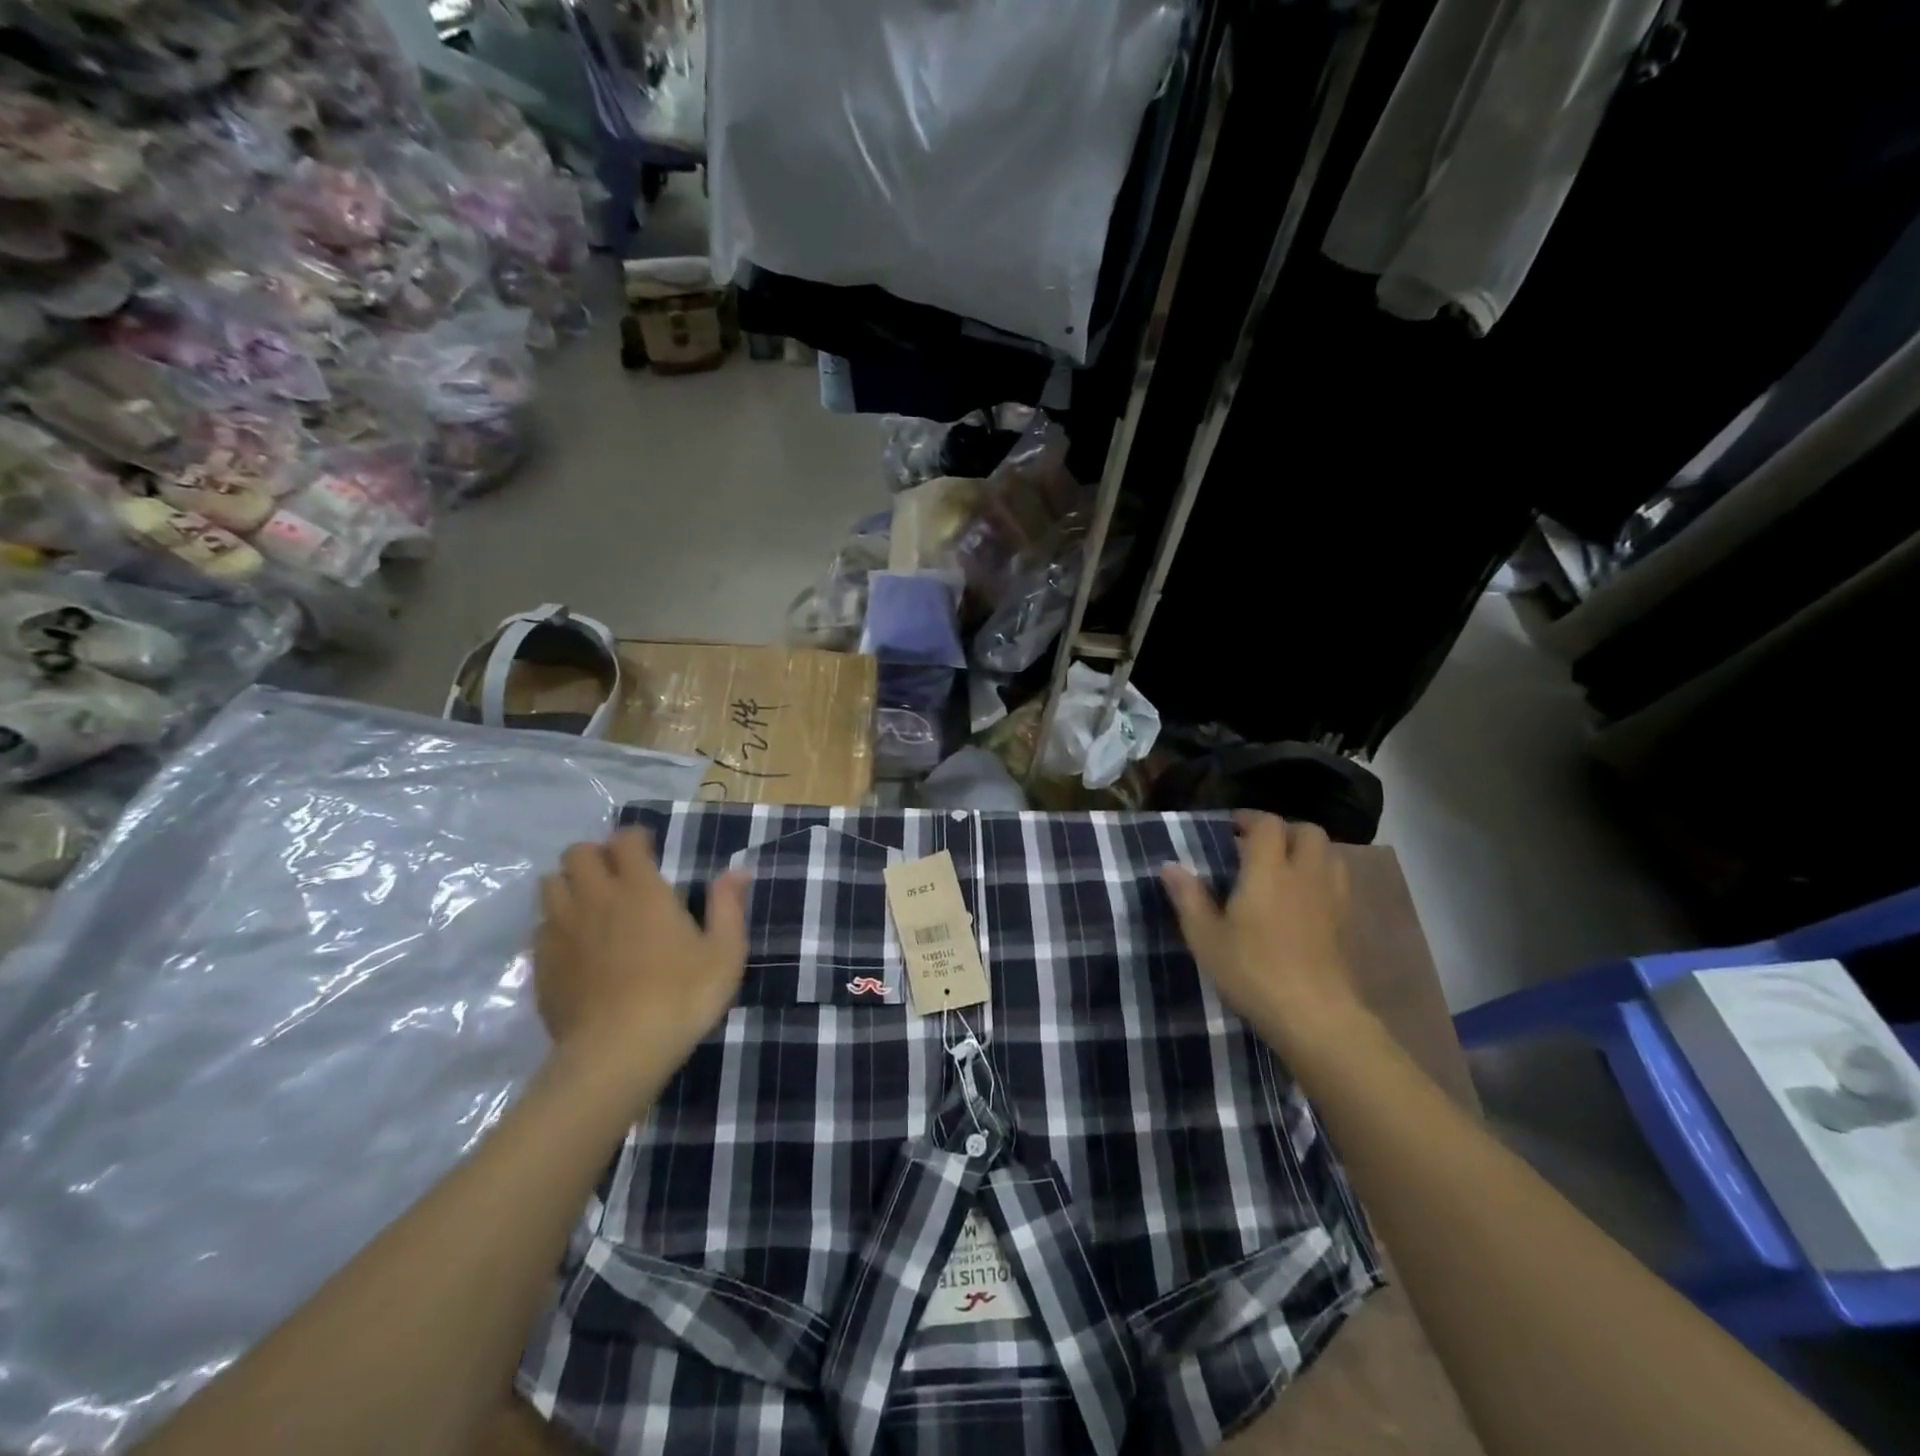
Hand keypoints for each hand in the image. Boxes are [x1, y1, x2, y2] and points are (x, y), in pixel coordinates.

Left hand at [534, 829, 749, 1085]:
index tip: (649, 850)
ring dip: (570, 884)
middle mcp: (595, 898)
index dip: (635, 838)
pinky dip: (555, 924)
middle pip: (578, 853)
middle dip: (596, 855)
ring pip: (550, 884)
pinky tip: (574, 945)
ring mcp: (561, 930)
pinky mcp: (541, 963)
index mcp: (640, 889)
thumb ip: (729, 906)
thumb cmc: (681, 996)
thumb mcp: (725, 952)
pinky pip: (540, 926)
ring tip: (591, 904)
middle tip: (617, 876)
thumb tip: (737, 871)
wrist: (617, 1052)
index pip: (625, 840)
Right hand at [1160, 811, 1363, 1051]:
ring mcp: (1332, 899)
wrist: (1315, 1016)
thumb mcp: (1206, 937)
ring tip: (1285, 870)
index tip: (1231, 828)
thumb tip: (1170, 866)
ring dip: (1309, 852)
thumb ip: (1188, 897)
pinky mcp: (1348, 924)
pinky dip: (1322, 880)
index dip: (1250, 819)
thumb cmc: (1252, 971)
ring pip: (1331, 855)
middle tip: (1259, 847)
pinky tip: (1305, 902)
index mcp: (1268, 871)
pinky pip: (1339, 884)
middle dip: (1285, 831)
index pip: (1268, 825)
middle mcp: (1304, 875)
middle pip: (1308, 832)